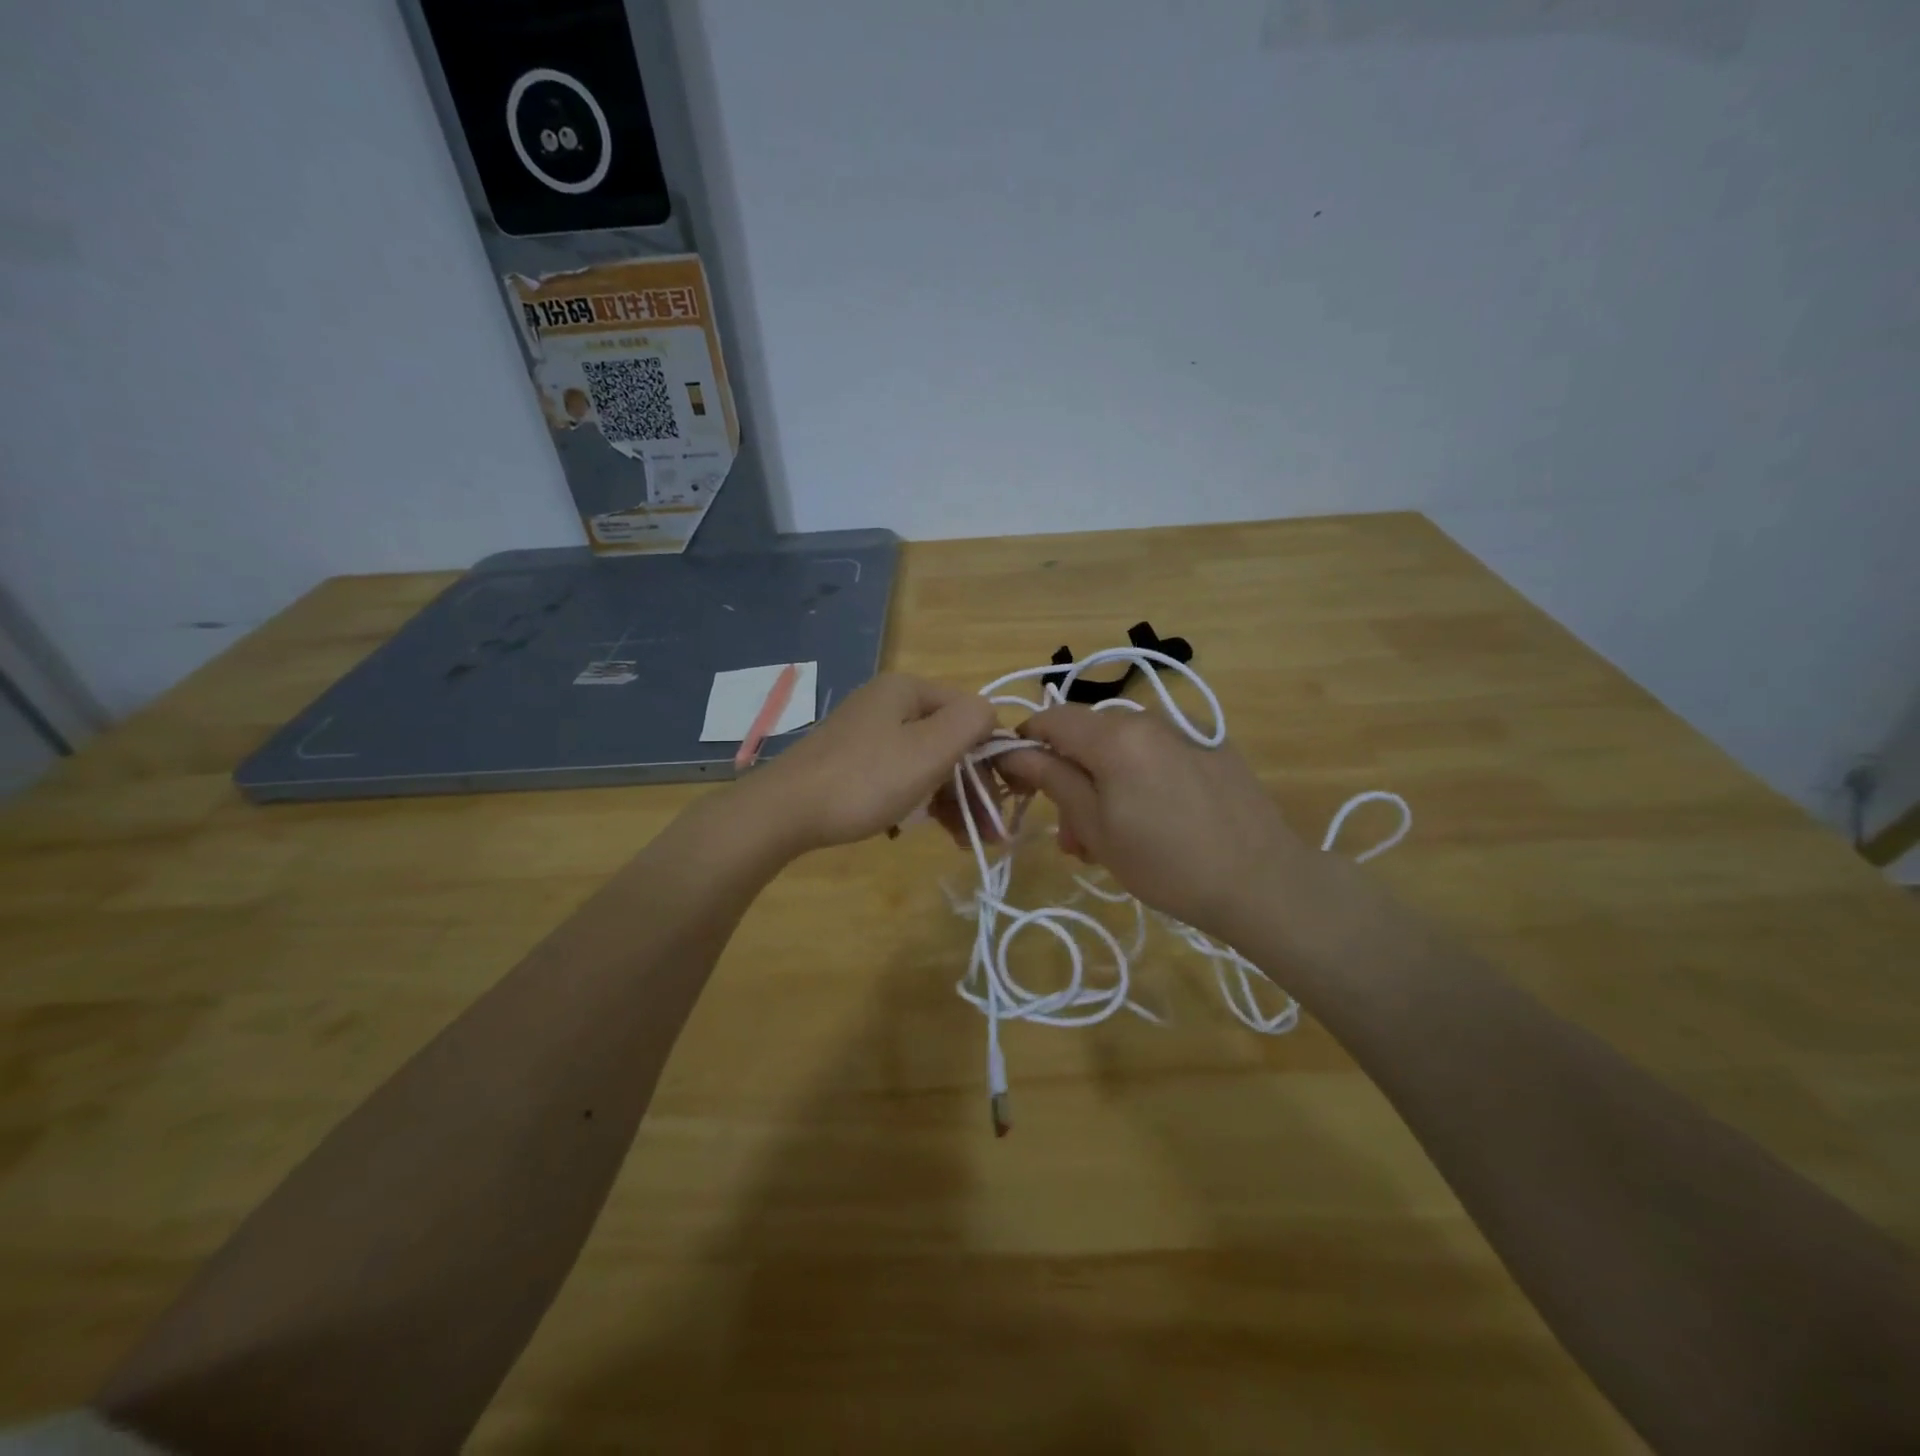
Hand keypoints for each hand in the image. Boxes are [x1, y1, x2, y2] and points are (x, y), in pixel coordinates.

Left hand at [743, 673, 997, 851]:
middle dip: (972, 786)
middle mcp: (887, 703)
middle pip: (948, 741)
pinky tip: (915, 831)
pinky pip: (897, 776)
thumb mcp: (929, 749)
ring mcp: (865, 733)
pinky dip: (915, 801)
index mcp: (907, 690)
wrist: (783, 812)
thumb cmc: (865, 780)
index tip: (1004, 800)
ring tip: (963, 842)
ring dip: (949, 800)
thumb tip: (990, 716)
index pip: (971, 714)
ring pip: (924, 763)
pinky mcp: (849, 762)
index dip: (993, 755)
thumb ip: (971, 722)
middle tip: (988, 833)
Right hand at [995, 704, 1313, 936]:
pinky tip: (1152, 818)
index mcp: (1115, 735)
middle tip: (1071, 835)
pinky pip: (1156, 751)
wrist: (1263, 882)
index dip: (1025, 745)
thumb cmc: (1166, 863)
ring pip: (1122, 746)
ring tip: (1109, 838)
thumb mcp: (1096, 827)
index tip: (1018, 782)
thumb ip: (1052, 779)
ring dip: (1103, 782)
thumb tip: (1013, 751)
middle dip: (1068, 776)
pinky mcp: (1212, 745)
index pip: (1050, 719)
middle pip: (1087, 735)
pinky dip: (1138, 777)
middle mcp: (1148, 718)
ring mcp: (1185, 729)